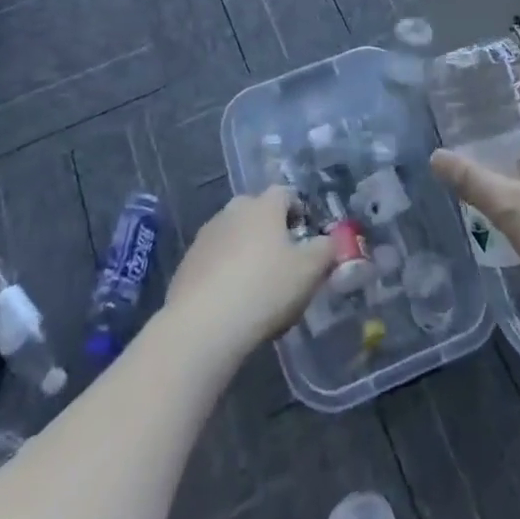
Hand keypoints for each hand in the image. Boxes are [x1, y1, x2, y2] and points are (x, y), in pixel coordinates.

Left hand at [164, 188, 334, 357]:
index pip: (285, 193)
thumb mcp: (309, 271)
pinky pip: (214, 259)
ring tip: (256, 285)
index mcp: (263, 206)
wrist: (203, 324)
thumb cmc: (265, 288)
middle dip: (271, 231)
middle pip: (257, 212)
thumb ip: (326, 250)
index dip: (299, 211)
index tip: (306, 236)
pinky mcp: (187, 262)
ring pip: (234, 235)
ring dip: (245, 250)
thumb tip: (332, 240)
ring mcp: (206, 234)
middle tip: (283, 262)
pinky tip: (231, 301)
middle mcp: (233, 210)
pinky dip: (224, 271)